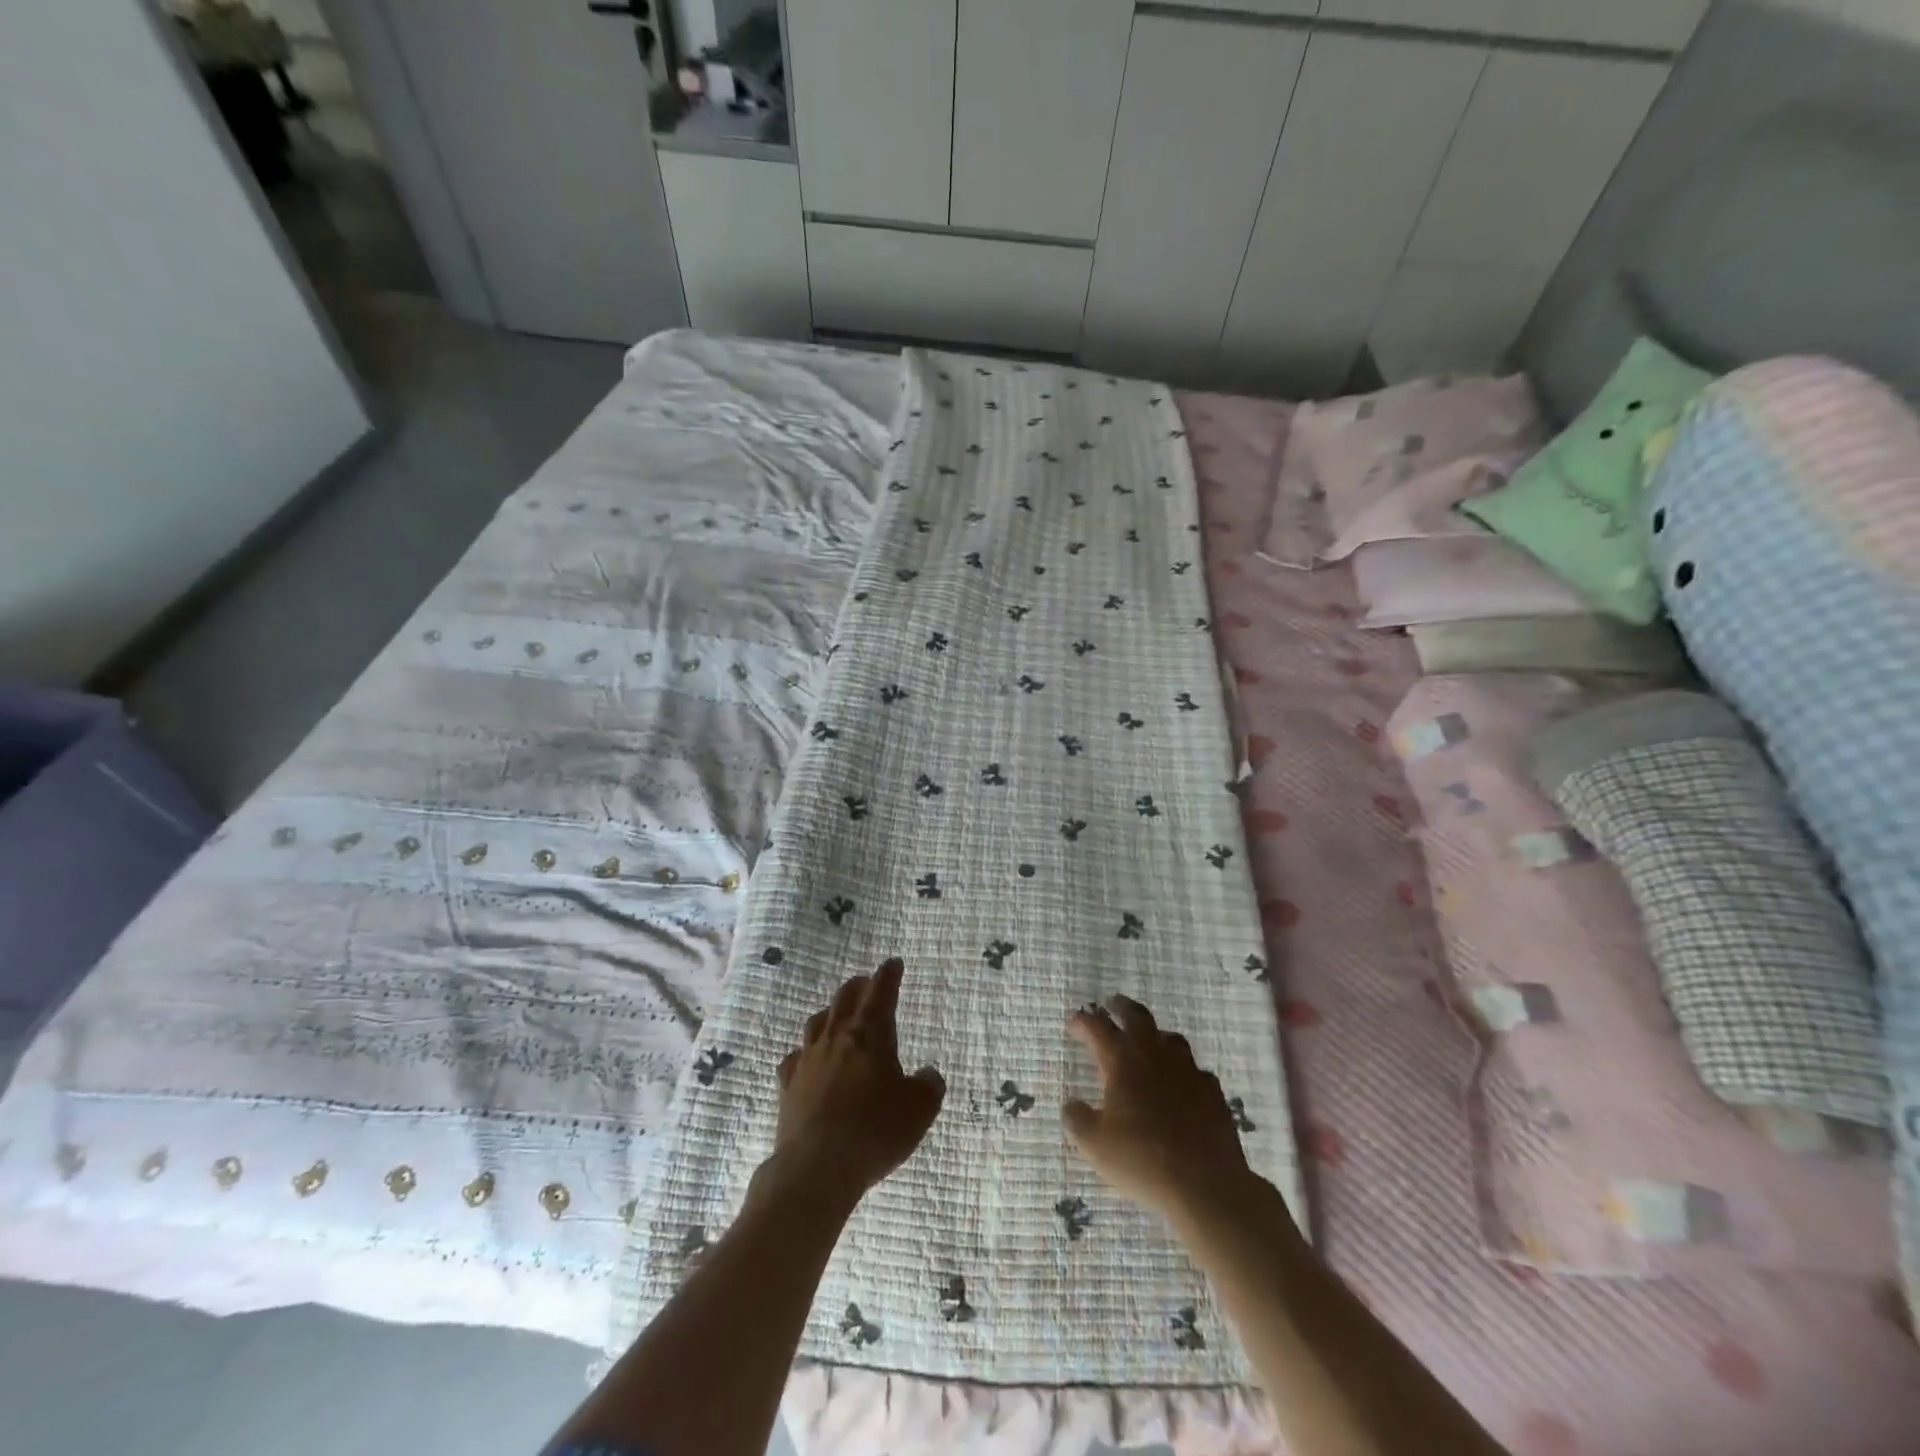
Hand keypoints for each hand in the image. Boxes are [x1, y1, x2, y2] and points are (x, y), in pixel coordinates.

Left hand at [770, 958, 944, 1210]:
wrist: (817, 1166)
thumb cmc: (875, 1130)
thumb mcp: (919, 1109)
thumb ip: (928, 1086)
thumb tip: (928, 1075)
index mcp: (870, 1034)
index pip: (881, 993)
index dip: (889, 976)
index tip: (893, 963)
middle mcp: (837, 1037)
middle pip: (845, 998)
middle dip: (859, 987)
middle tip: (867, 983)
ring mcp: (808, 1059)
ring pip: (817, 1022)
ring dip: (830, 1013)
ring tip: (837, 1015)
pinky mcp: (788, 1085)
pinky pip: (795, 1058)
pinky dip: (804, 1053)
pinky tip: (806, 1060)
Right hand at [1064, 995, 1254, 1223]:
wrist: (1205, 1184)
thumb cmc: (1142, 1161)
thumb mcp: (1094, 1146)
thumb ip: (1077, 1120)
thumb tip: (1071, 1105)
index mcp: (1122, 1062)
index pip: (1097, 1028)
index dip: (1082, 1022)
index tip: (1072, 1024)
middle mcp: (1155, 1056)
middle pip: (1137, 1017)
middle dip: (1121, 1007)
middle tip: (1112, 1004)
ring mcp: (1188, 1070)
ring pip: (1170, 1038)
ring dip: (1154, 1034)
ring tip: (1147, 1042)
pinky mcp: (1212, 1091)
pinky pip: (1194, 1069)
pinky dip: (1182, 1069)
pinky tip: (1180, 1084)